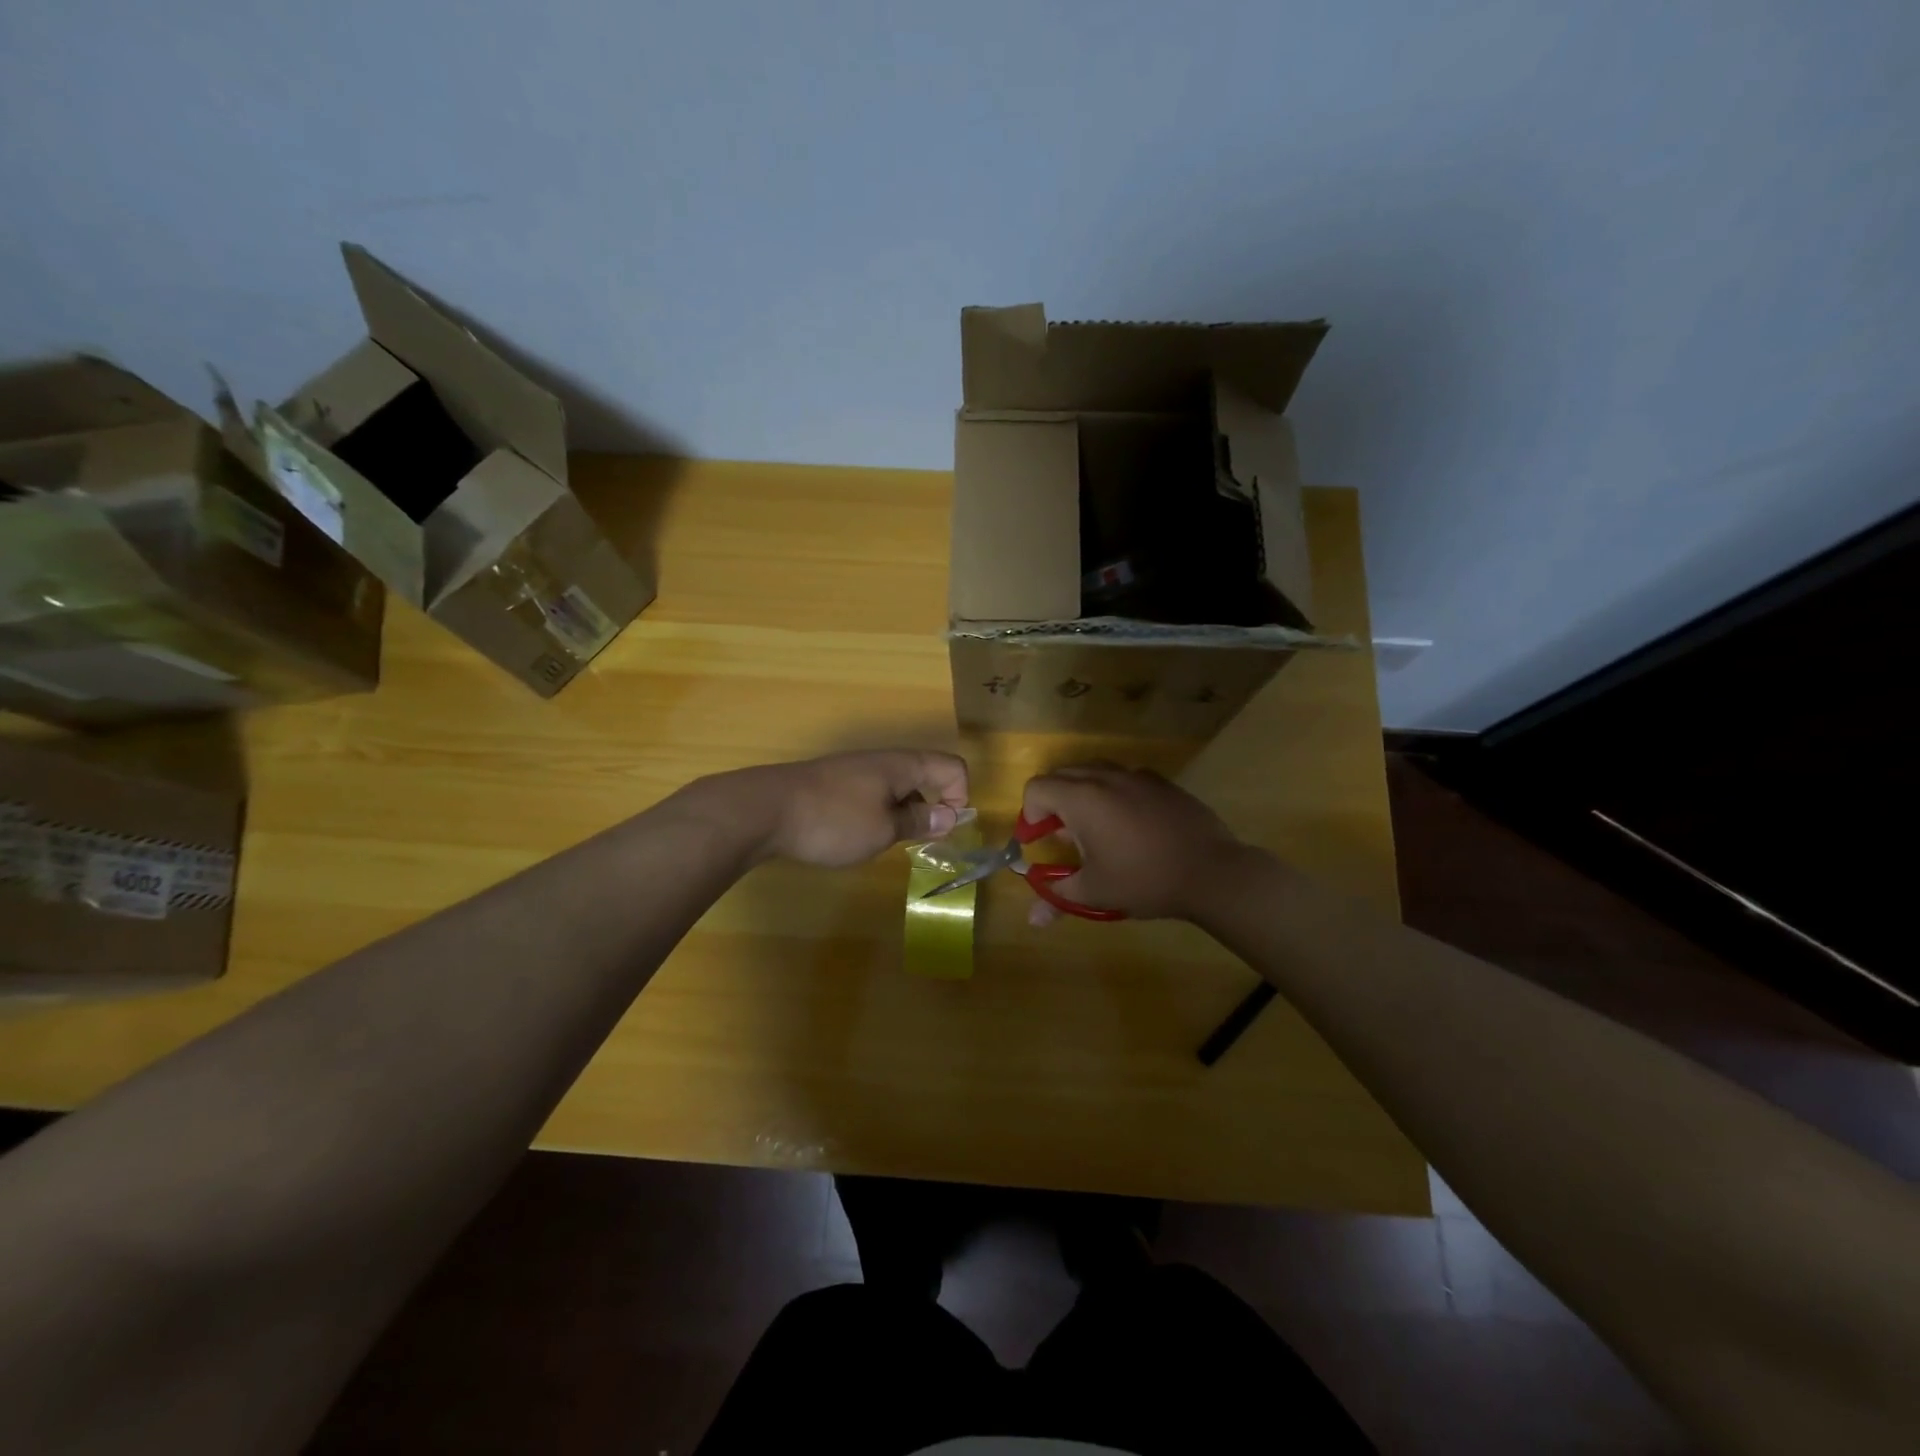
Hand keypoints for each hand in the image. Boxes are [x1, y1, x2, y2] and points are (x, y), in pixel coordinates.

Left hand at [731, 750, 969, 868]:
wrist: (764, 810)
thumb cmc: (833, 821)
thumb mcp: (884, 829)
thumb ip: (919, 821)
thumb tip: (950, 815)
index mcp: (903, 765)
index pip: (952, 766)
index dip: (960, 796)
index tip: (944, 830)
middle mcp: (882, 760)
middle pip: (926, 774)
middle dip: (932, 807)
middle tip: (917, 841)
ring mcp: (854, 769)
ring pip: (896, 786)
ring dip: (904, 812)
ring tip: (885, 841)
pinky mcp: (833, 783)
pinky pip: (871, 793)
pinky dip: (878, 812)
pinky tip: (856, 835)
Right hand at [1021, 763, 1254, 923]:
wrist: (1212, 873)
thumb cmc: (1144, 880)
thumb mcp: (1095, 893)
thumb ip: (1058, 897)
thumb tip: (1032, 919)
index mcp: (1082, 798)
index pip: (1037, 788)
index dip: (1029, 813)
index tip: (1036, 840)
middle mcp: (1106, 777)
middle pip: (1063, 774)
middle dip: (1052, 801)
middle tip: (1059, 835)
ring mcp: (1137, 776)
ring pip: (1095, 771)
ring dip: (1082, 793)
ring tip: (1092, 828)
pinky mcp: (1162, 783)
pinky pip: (1125, 778)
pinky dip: (1113, 793)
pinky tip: (1128, 825)